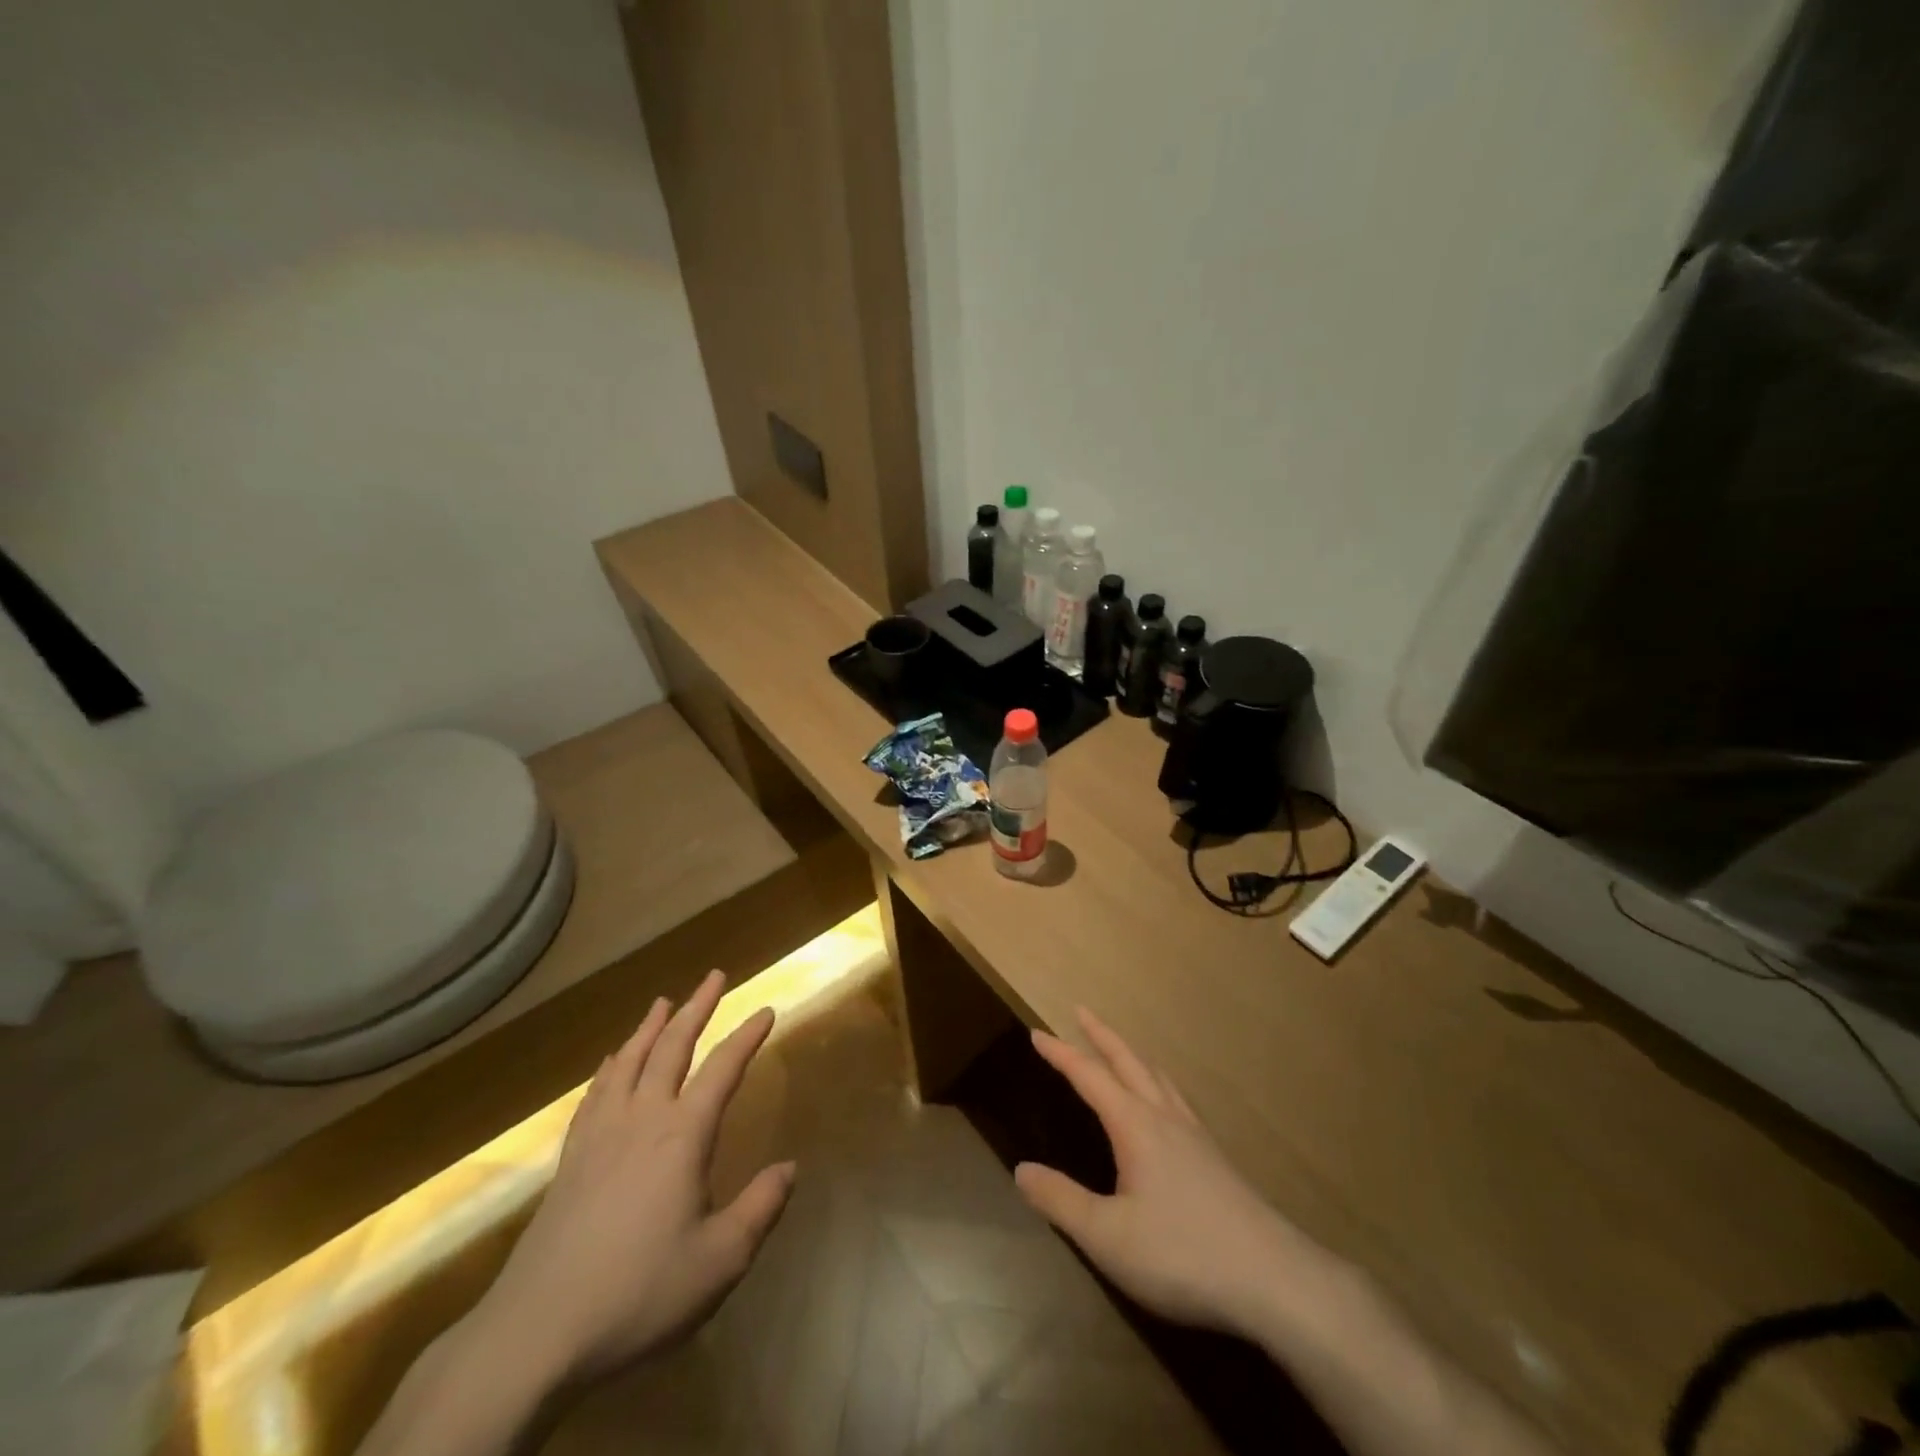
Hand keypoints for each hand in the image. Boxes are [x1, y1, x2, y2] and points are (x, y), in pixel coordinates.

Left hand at [470, 972, 794, 1388]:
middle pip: (672, 1047)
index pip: (723, 1069)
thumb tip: (790, 1168)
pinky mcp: (570, 1160)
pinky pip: (594, 1095)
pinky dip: (609, 1068)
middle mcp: (642, 1119)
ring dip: (650, 1027)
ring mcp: (600, 1136)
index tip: (767, 1010)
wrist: (535, 1333)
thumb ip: (760, 1209)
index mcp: (683, 1135)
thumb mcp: (719, 1260)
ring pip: (629, 1062)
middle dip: (697, 1007)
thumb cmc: (638, 1293)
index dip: (747, 1036)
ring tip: (662, 1002)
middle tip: (714, 975)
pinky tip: (610, 1063)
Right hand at [1015, 1007, 1318, 1341]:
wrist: (1273, 1279)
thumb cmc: (1183, 1253)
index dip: (1061, 1054)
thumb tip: (1021, 1170)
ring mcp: (1195, 1135)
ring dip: (1131, 1054)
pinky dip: (1156, 1081)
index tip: (1036, 1033)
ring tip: (1119, 1048)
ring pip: (1157, 1076)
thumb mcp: (1108, 1236)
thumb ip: (1062, 1202)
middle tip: (1080, 1010)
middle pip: (1129, 1061)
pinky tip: (1163, 1104)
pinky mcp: (1215, 1157)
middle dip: (1101, 1035)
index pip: (1090, 1076)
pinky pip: (1176, 1098)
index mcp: (1135, 1125)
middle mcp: (1164, 1117)